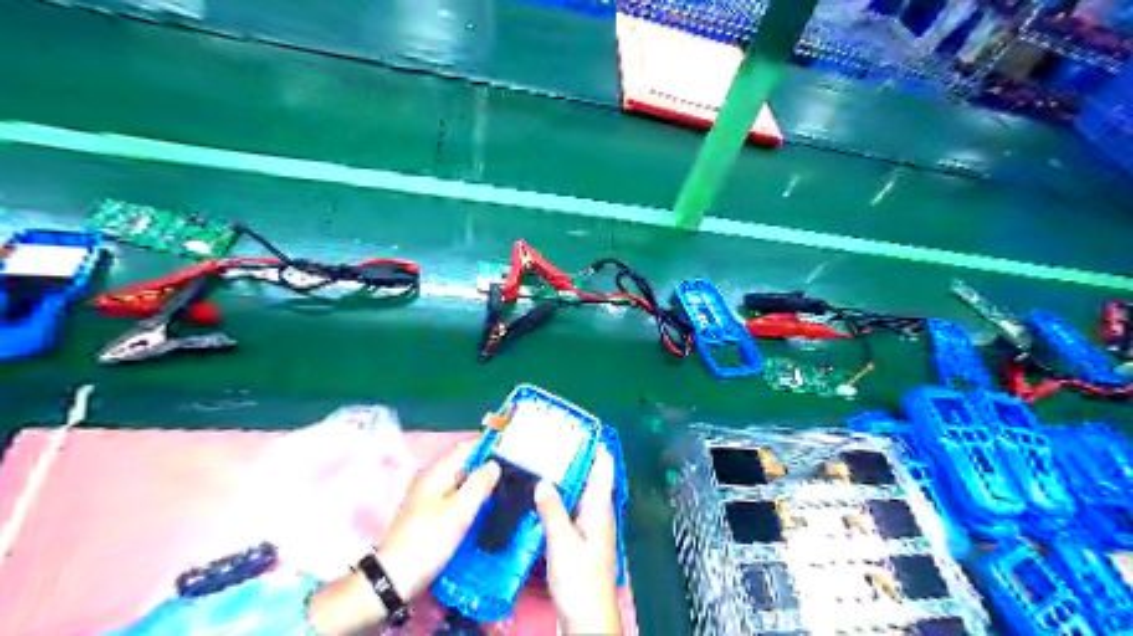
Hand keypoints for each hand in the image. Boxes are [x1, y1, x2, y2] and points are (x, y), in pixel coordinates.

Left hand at [379, 439, 499, 597]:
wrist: (394, 578)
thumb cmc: (429, 540)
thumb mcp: (460, 511)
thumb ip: (479, 484)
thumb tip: (495, 463)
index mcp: (439, 471)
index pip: (468, 446)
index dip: (490, 445)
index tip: (513, 450)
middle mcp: (433, 478)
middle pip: (465, 462)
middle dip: (488, 464)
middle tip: (515, 472)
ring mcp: (429, 496)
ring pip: (461, 480)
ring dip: (481, 482)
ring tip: (506, 488)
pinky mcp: (430, 513)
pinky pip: (456, 495)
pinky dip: (471, 496)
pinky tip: (485, 507)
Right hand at [533, 447, 616, 635]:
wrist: (586, 620)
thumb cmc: (580, 581)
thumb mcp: (563, 542)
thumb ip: (553, 510)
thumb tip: (544, 481)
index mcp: (600, 508)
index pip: (603, 466)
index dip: (595, 444)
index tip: (578, 427)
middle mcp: (598, 513)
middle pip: (591, 476)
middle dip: (576, 457)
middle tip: (553, 441)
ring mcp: (590, 526)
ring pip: (580, 492)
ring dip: (567, 476)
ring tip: (545, 461)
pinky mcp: (580, 539)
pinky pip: (572, 508)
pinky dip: (560, 496)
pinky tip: (544, 496)